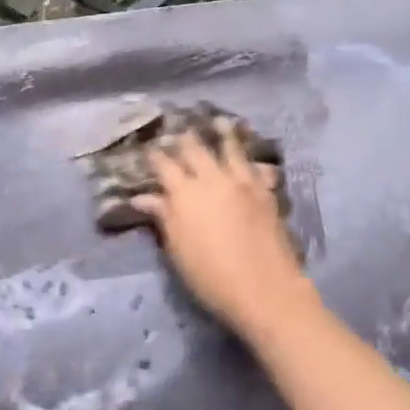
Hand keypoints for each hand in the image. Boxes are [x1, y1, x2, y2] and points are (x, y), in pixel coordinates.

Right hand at [132, 124, 313, 337]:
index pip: (165, 166)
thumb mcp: (177, 249)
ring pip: (231, 150)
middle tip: (179, 130)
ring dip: (223, 134)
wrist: (264, 288)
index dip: (155, 155)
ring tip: (219, 121)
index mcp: (185, 193)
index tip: (149, 148)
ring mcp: (243, 183)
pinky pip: (256, 167)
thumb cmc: (210, 275)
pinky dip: (250, 159)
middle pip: (196, 150)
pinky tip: (251, 157)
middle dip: (184, 139)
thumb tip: (143, 198)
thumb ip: (163, 218)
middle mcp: (213, 179)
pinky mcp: (266, 193)